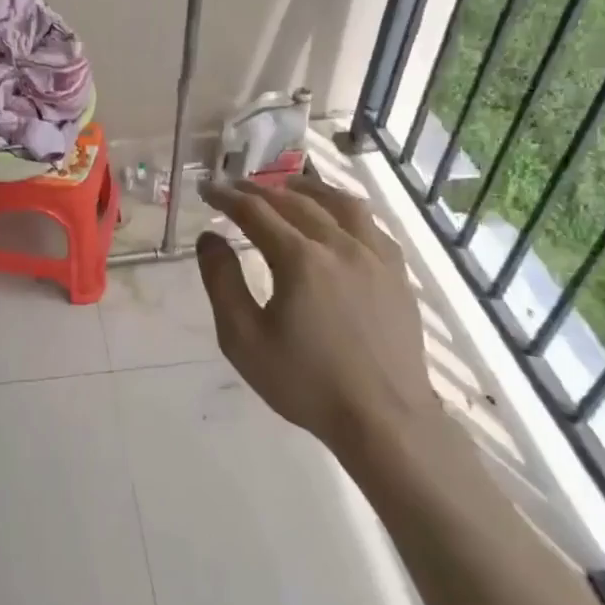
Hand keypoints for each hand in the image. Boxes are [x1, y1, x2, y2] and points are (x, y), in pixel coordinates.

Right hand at [196, 177, 440, 453]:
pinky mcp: (397, 273)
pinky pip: (370, 223)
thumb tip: (209, 238)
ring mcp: (375, 256)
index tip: (207, 189)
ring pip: (340, 202)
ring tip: (286, 186)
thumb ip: (222, 282)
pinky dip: (344, 209)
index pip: (255, 211)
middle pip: (295, 200)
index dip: (227, 196)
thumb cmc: (305, 383)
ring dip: (307, 188)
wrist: (384, 419)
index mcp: (300, 259)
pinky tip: (337, 218)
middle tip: (236, 187)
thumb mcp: (244, 339)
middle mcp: (340, 244)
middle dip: (260, 189)